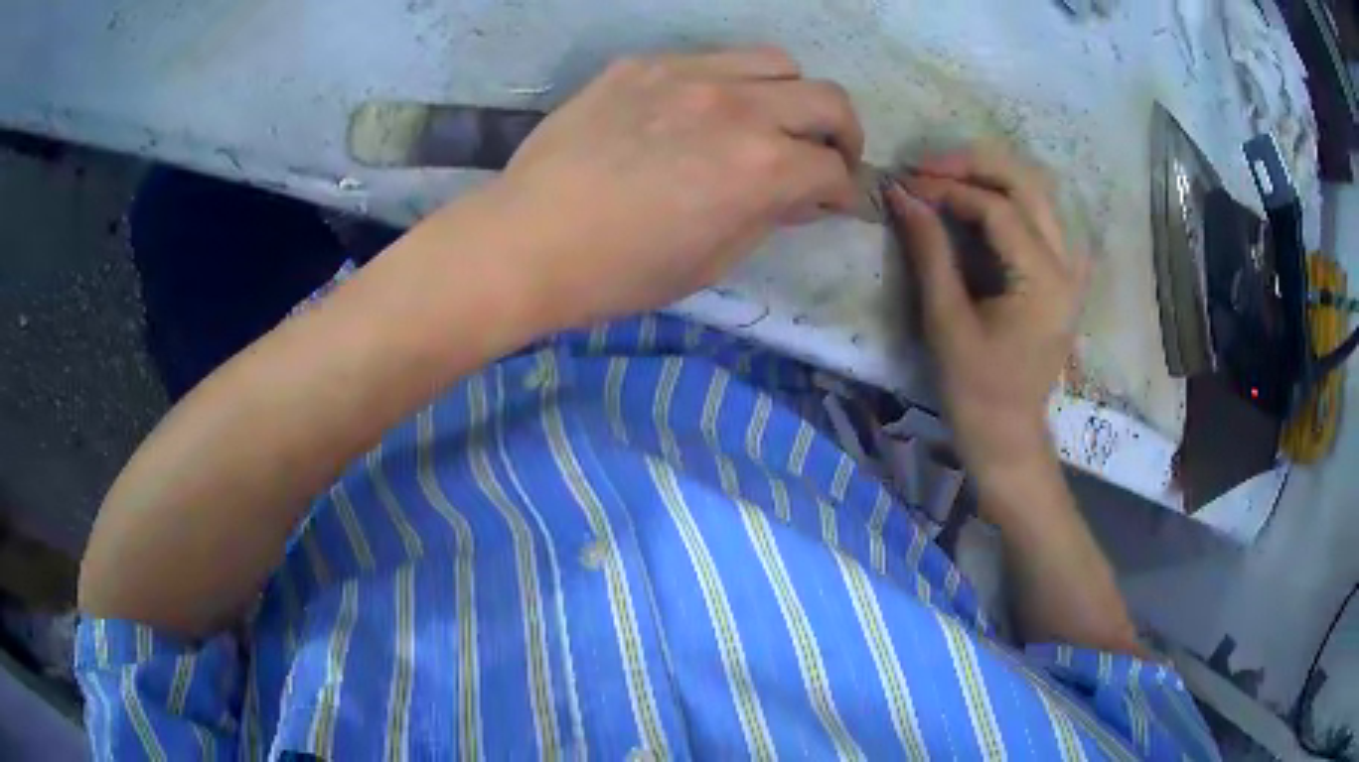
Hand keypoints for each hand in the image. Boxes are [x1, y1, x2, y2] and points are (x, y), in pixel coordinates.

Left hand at [494, 48, 863, 326]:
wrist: (528, 240)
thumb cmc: (620, 272)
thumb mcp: (712, 260)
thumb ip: (769, 216)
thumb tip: (800, 194)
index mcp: (761, 168)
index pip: (834, 169)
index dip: (845, 192)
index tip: (837, 202)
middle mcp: (739, 107)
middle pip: (828, 99)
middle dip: (844, 134)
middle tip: (827, 157)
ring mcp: (688, 75)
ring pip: (777, 62)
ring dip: (792, 95)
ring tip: (772, 121)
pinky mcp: (644, 64)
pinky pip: (712, 58)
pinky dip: (731, 83)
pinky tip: (705, 110)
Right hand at [886, 145, 1089, 494]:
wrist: (1007, 431)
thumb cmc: (974, 387)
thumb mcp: (945, 320)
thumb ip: (929, 250)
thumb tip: (902, 194)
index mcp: (1043, 281)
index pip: (998, 208)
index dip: (949, 188)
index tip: (907, 183)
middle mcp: (1067, 264)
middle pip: (1028, 184)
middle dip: (975, 165)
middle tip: (928, 168)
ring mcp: (1071, 268)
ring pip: (1039, 193)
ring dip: (993, 176)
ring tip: (948, 178)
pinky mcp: (1065, 274)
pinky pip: (1044, 217)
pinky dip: (1013, 199)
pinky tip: (985, 203)